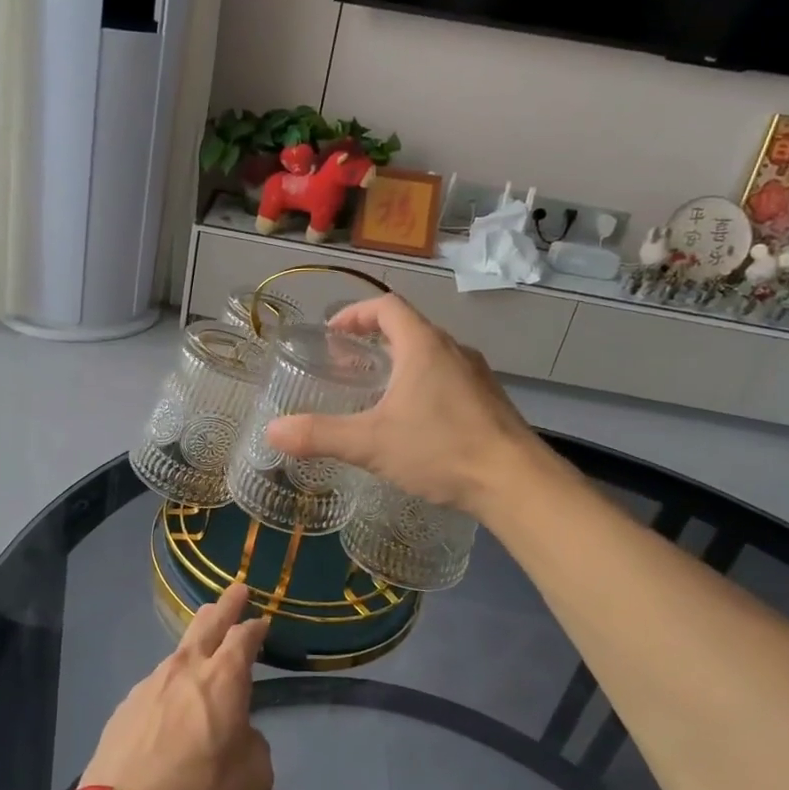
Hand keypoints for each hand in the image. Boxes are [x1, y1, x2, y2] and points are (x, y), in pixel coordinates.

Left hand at [79, 583, 273, 789]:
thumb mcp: (254, 777)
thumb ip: (252, 743)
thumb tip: (237, 732)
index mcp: (223, 678)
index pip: (243, 637)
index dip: (255, 627)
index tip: (262, 620)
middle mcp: (185, 670)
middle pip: (207, 624)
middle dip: (225, 606)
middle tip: (236, 591)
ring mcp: (149, 684)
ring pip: (178, 652)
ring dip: (195, 643)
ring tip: (202, 643)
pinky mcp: (125, 707)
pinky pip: (156, 684)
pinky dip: (170, 683)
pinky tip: (170, 701)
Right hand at [265, 293, 569, 515]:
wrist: (516, 482)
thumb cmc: (440, 450)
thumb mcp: (371, 443)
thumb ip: (320, 435)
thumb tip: (272, 431)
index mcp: (423, 346)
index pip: (387, 307)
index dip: (356, 312)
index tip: (334, 333)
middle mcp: (453, 350)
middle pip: (409, 328)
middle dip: (375, 340)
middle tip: (348, 365)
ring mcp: (477, 376)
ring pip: (431, 355)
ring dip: (401, 363)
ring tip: (377, 393)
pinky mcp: (490, 401)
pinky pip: (449, 378)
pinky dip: (424, 384)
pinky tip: (415, 422)